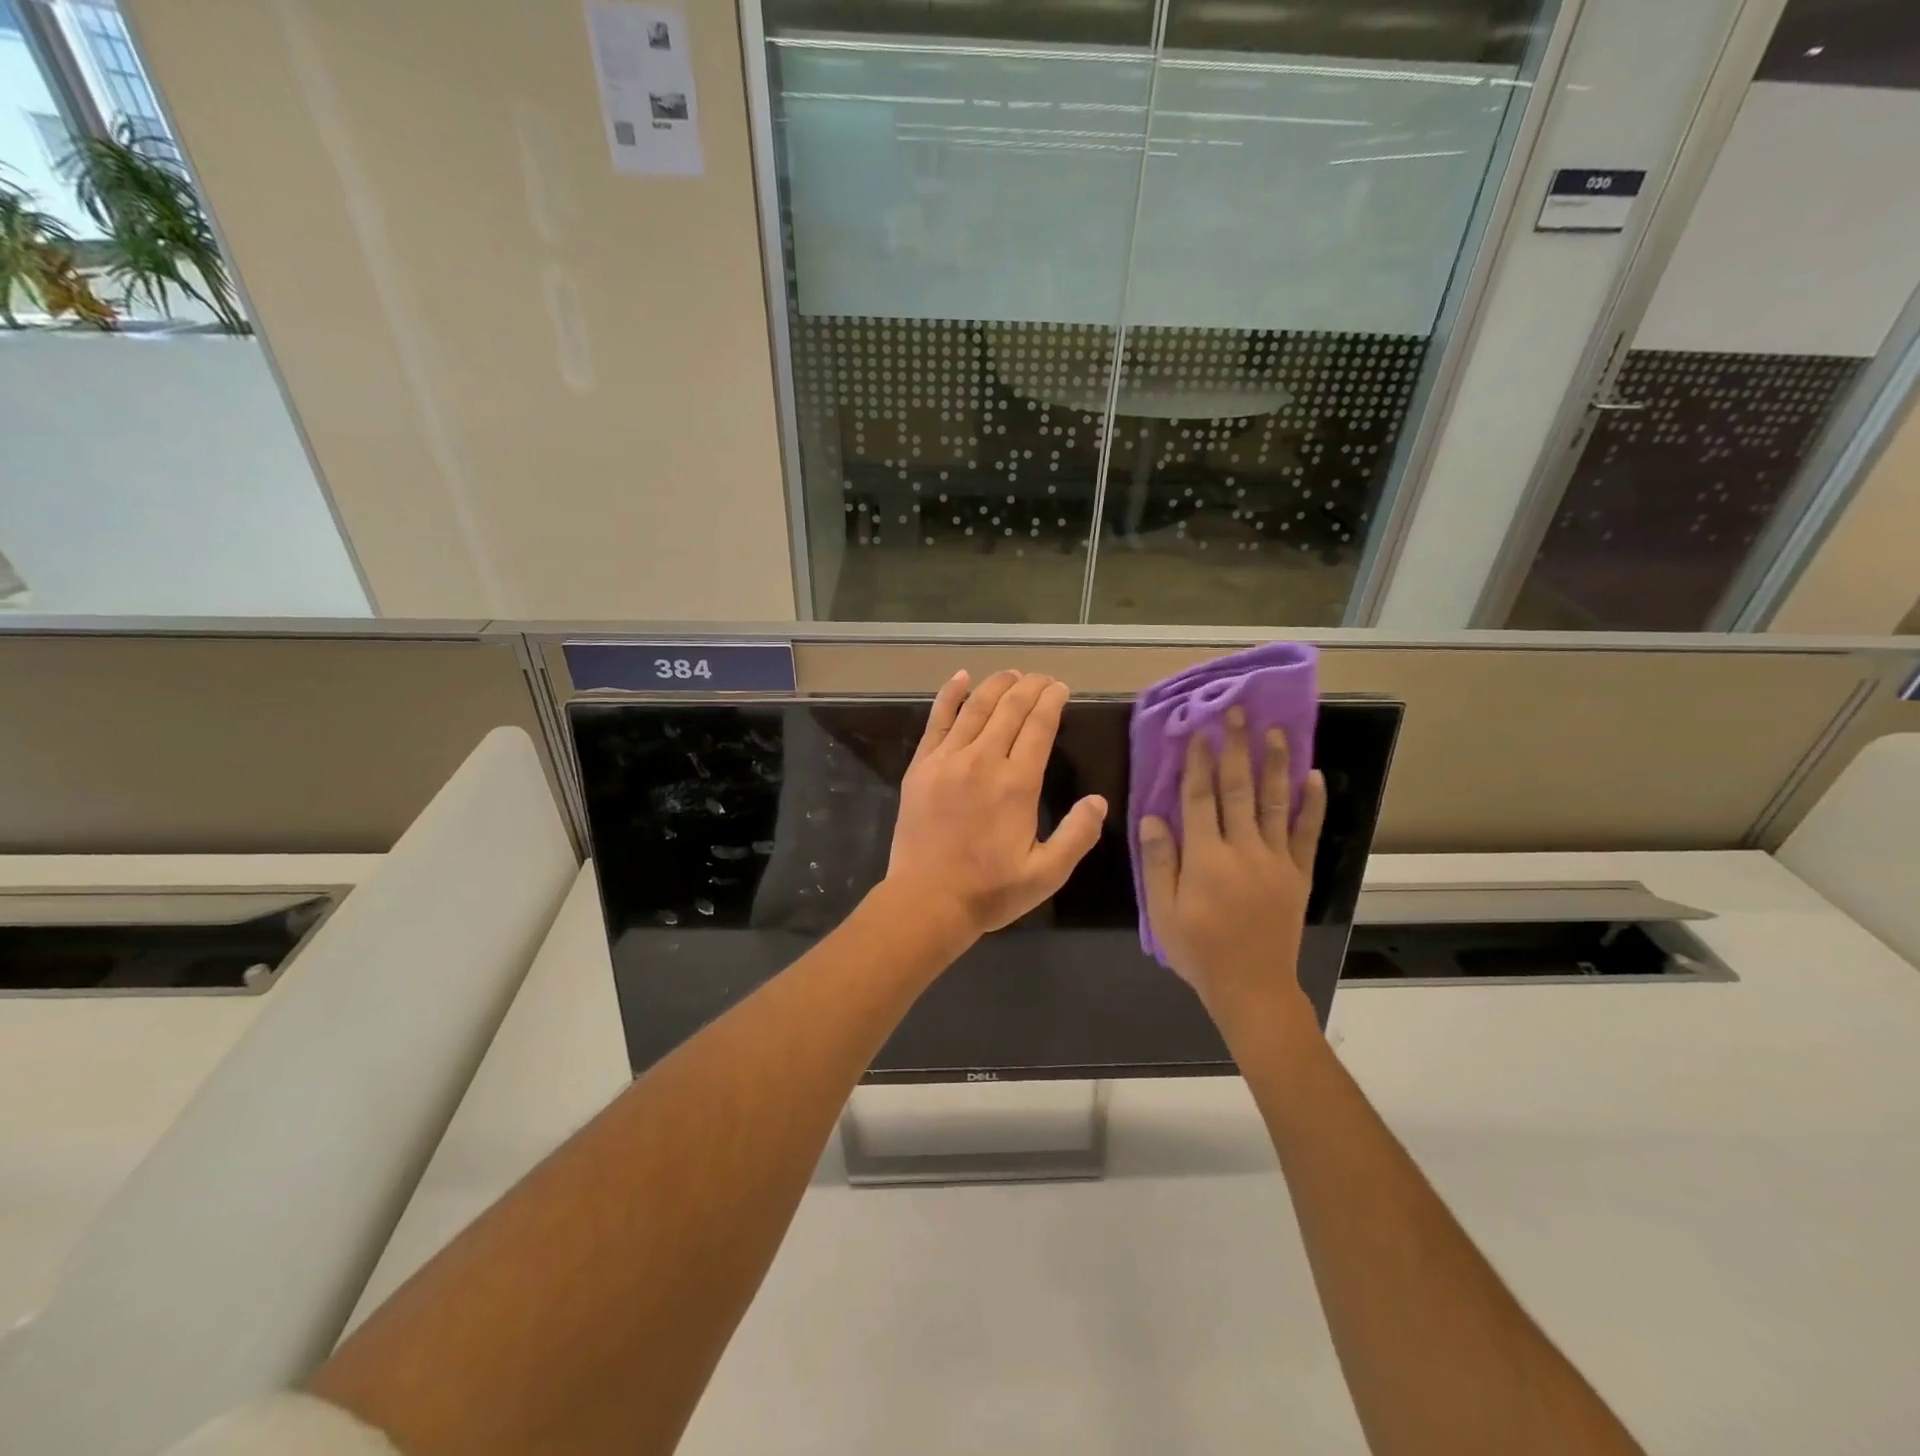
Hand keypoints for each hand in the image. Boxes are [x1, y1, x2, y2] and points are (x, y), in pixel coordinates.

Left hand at [885, 670, 1107, 941]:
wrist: (927, 900)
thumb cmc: (990, 891)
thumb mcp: (1046, 873)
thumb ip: (1077, 836)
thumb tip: (1098, 801)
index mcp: (1017, 784)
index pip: (1039, 726)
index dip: (1052, 701)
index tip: (1061, 688)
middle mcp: (983, 760)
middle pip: (1010, 709)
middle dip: (1030, 687)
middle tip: (1042, 678)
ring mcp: (948, 759)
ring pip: (976, 708)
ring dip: (996, 685)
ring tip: (1012, 673)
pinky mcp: (922, 766)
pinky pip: (937, 720)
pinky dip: (949, 695)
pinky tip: (960, 678)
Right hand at [1138, 706, 1326, 1027]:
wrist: (1251, 987)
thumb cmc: (1198, 950)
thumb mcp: (1162, 911)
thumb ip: (1159, 862)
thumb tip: (1153, 817)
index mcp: (1206, 858)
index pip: (1200, 798)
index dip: (1197, 762)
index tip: (1197, 730)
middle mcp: (1244, 849)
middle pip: (1238, 789)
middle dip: (1235, 748)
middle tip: (1236, 712)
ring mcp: (1276, 860)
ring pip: (1276, 802)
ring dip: (1275, 763)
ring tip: (1276, 730)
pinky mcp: (1298, 874)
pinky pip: (1307, 832)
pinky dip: (1312, 803)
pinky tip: (1313, 775)